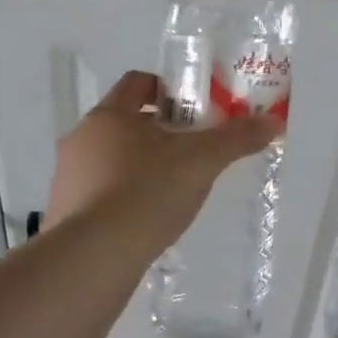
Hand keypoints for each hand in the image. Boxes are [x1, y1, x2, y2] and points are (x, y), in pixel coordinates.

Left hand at [45, 71, 281, 247]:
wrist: (95, 255)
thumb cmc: (147, 191)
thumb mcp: (201, 162)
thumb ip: (236, 139)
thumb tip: (273, 121)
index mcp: (109, 115)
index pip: (137, 83)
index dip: (167, 89)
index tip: (192, 108)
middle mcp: (81, 138)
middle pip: (124, 122)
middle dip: (157, 131)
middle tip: (189, 150)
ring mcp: (68, 176)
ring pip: (109, 159)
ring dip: (138, 165)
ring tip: (170, 189)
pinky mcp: (65, 212)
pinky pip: (98, 193)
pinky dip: (122, 197)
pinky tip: (145, 219)